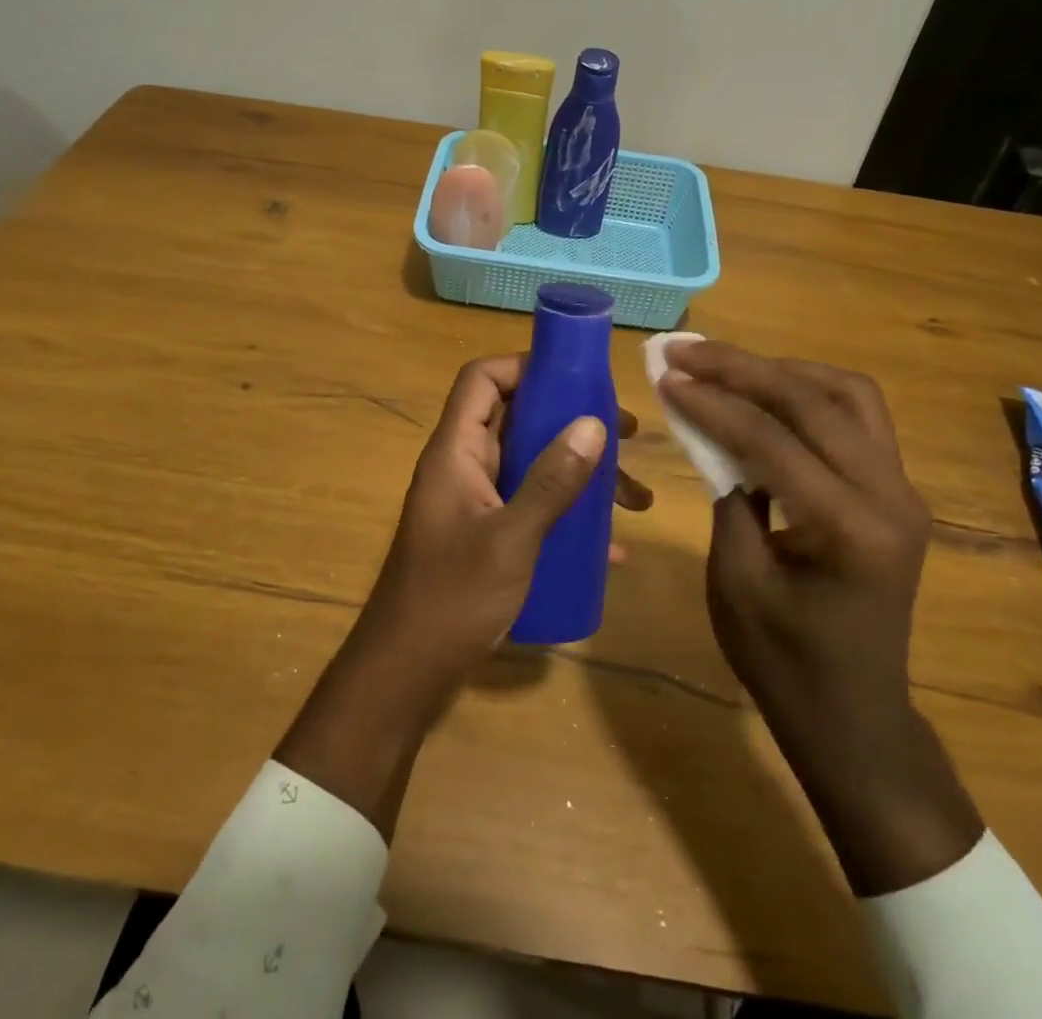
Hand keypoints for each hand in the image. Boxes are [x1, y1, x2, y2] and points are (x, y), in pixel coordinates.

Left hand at [276, 355, 650, 838]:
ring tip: (635, 499)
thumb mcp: (511, 539)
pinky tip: (610, 548)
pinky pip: (532, 507)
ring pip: (531, 466)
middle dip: (571, 423)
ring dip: (579, 474)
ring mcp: (475, 503)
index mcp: (456, 451)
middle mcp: (463, 467)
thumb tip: (594, 424)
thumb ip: (552, 482)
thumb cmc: (451, 599)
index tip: (578, 379)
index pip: (482, 379)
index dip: (525, 367)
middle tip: (625, 436)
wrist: (405, 675)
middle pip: (517, 420)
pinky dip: (567, 515)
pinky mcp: (486, 536)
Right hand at [660, 340, 981, 894]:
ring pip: (849, 394)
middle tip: (688, 350)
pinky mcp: (896, 490)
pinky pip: (859, 417)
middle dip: (743, 368)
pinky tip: (768, 392)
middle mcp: (891, 497)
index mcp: (850, 530)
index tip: (666, 375)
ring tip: (727, 364)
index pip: (772, 440)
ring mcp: (903, 490)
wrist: (852, 714)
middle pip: (815, 402)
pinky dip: (810, 392)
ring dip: (784, 370)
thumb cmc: (782, 660)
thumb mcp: (735, 578)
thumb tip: (702, 424)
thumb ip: (725, 491)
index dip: (712, 402)